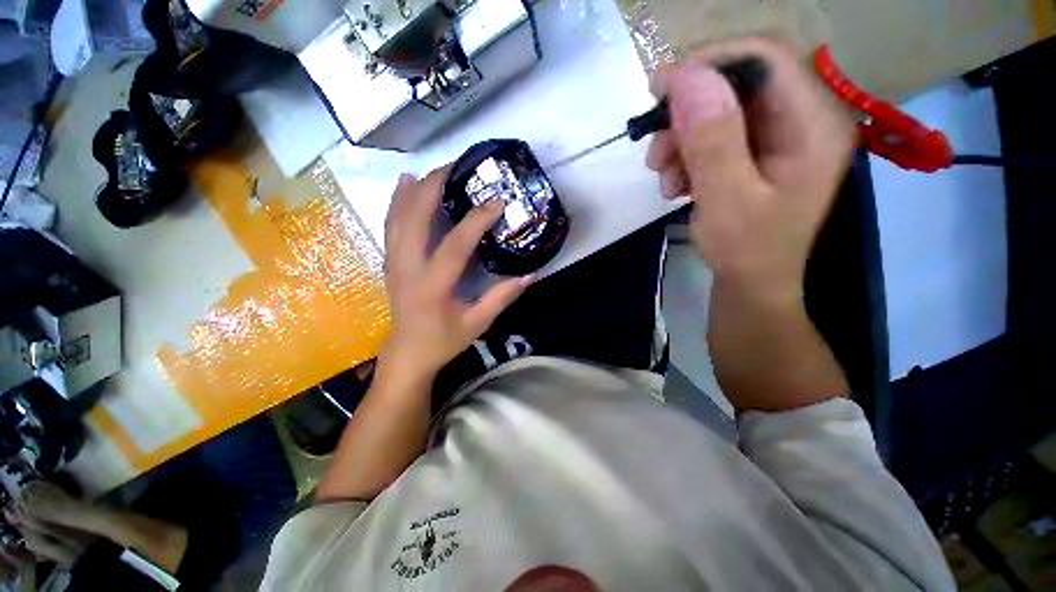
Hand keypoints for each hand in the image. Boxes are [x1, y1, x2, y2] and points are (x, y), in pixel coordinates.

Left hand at [380, 169, 532, 386]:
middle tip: (456, 167)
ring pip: (397, 217)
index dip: (475, 221)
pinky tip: (404, 185)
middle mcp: (408, 269)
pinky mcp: (390, 262)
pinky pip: (390, 225)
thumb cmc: (443, 341)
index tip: (495, 201)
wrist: (407, 354)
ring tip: (433, 168)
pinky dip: (397, 202)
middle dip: (434, 188)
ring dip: (413, 189)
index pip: (454, 246)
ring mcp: (394, 263)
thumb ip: (502, 297)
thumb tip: (531, 275)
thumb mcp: (478, 324)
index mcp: (432, 287)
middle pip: (414, 219)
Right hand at [647, 38, 853, 304]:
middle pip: (737, 84)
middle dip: (686, 114)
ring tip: (663, 177)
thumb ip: (712, 140)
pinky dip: (686, 154)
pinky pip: (715, 135)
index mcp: (813, 125)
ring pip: (719, 111)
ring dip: (681, 139)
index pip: (764, 59)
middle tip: (655, 151)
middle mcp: (802, 119)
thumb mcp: (727, 200)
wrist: (751, 284)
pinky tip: (675, 182)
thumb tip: (685, 77)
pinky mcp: (757, 152)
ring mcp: (779, 136)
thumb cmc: (747, 252)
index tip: (658, 92)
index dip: (708, 64)